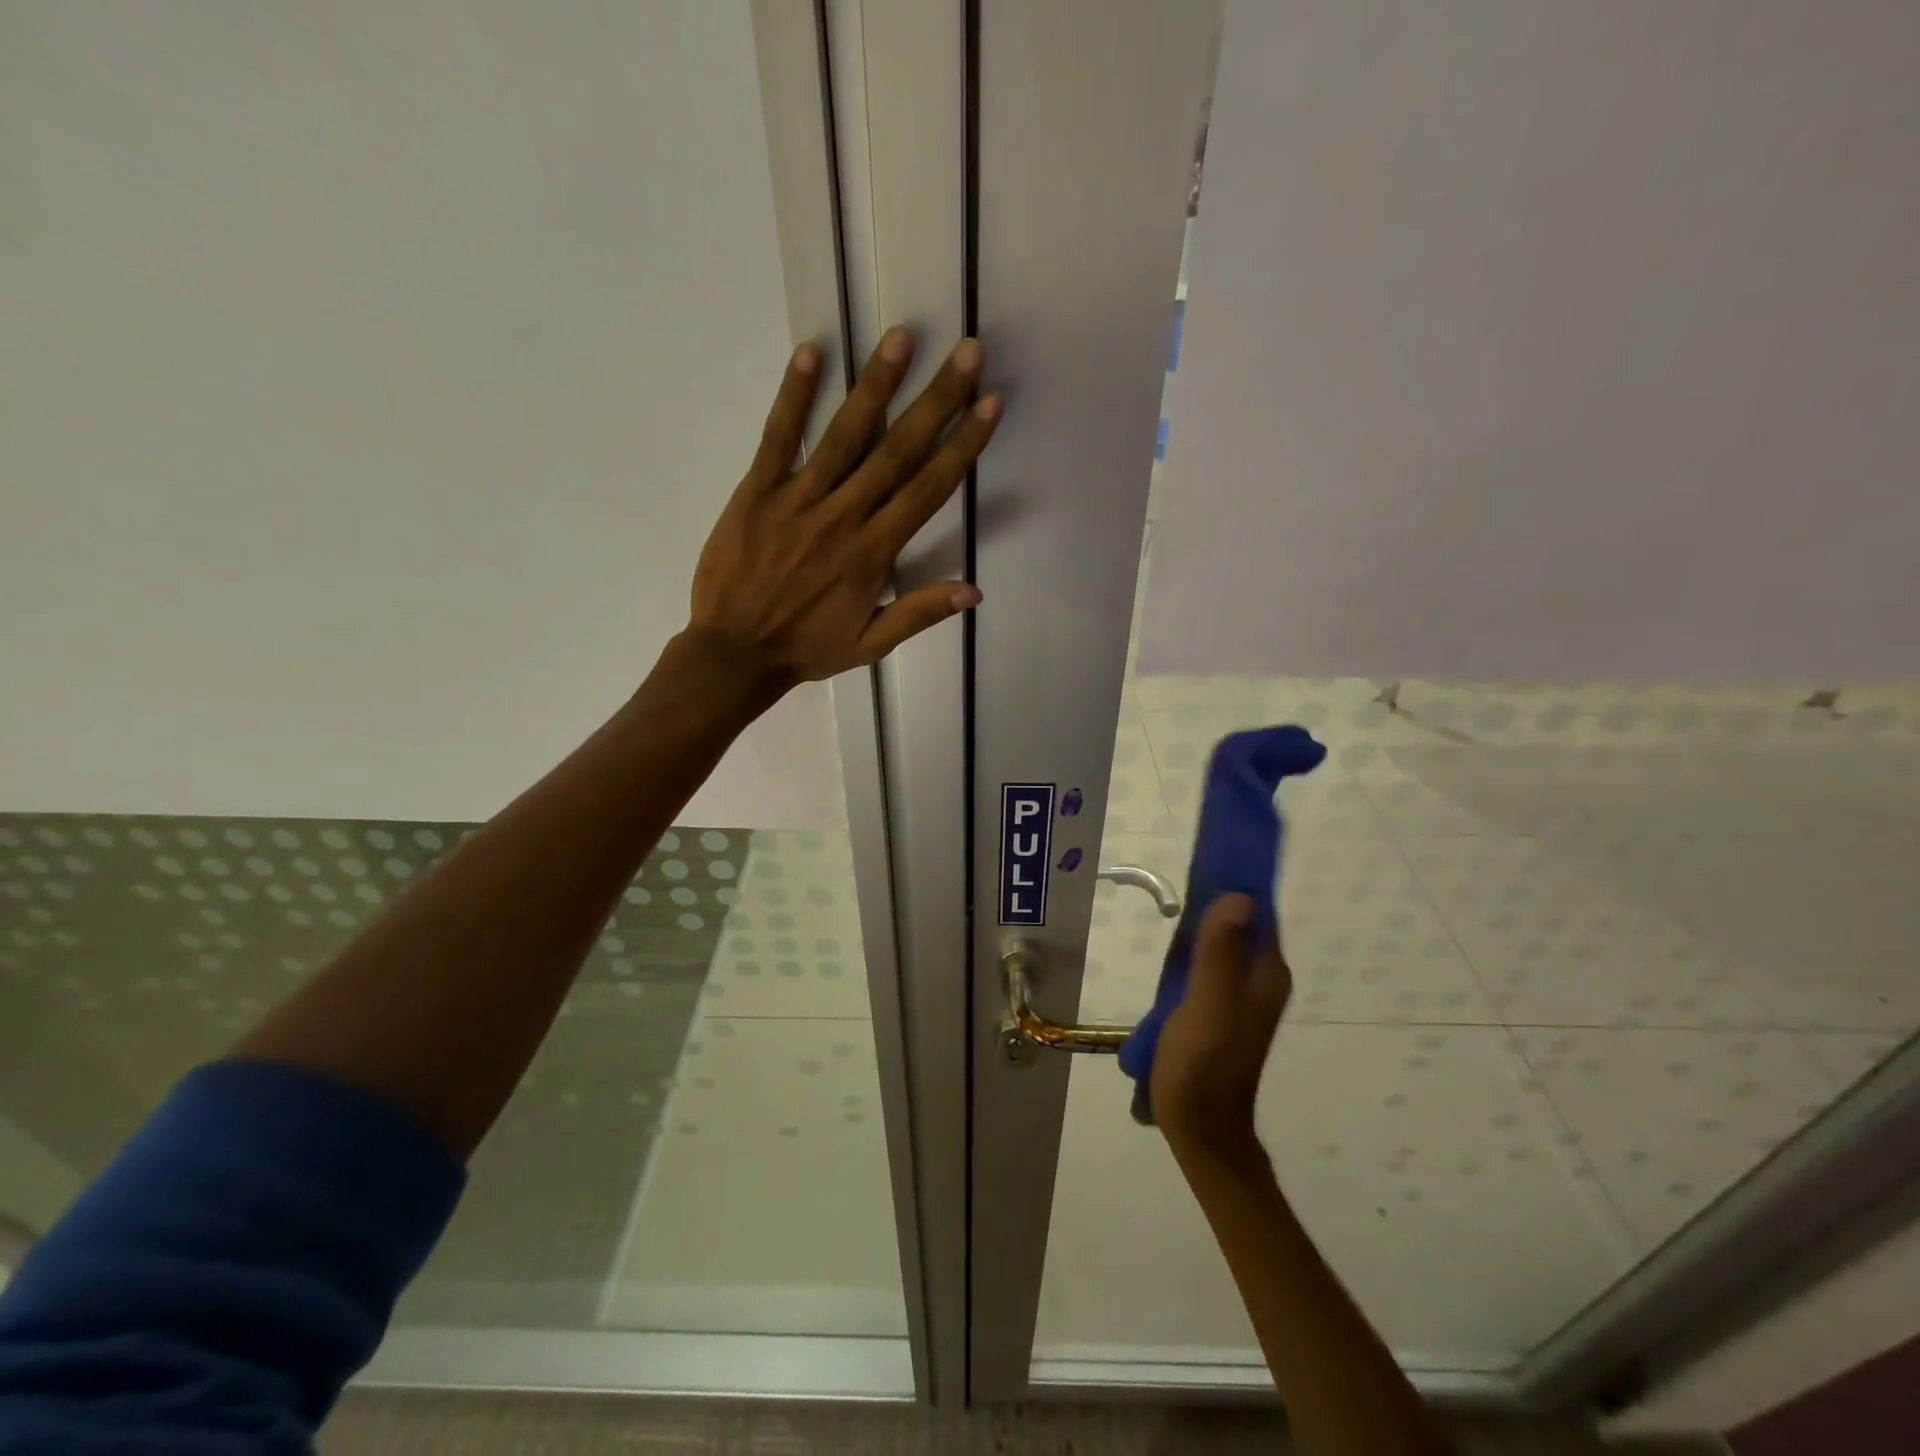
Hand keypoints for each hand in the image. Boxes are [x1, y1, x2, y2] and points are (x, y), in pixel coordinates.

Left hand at [686, 326, 1000, 689]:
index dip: (962, 445)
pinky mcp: (756, 491)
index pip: (928, 489)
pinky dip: (794, 396)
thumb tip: (975, 591)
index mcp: (873, 552)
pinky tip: (812, 354)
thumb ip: (920, 613)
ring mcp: (798, 500)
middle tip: (967, 352)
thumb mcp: (870, 644)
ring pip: (844, 435)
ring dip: (876, 385)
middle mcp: (843, 516)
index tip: (989, 404)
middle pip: (897, 450)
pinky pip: (778, 437)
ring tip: (902, 338)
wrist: (734, 653)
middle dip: (936, 400)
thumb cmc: (807, 649)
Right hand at [1150, 893, 1292, 1163]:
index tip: (1210, 855)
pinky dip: (1197, 946)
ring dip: (1205, 922)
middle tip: (1183, 876)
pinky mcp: (1222, 1007)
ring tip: (1173, 903)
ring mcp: (1242, 995)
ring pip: (1226, 942)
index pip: (1259, 911)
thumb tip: (1239, 895)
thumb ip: (1220, 953)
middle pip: (1243, 924)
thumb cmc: (1201, 1065)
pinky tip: (1172, 947)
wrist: (1200, 1129)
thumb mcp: (1207, 1005)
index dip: (1239, 881)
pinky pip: (1213, 962)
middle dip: (1219, 897)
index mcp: (1265, 974)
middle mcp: (1261, 979)